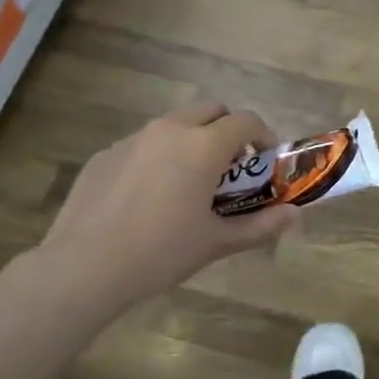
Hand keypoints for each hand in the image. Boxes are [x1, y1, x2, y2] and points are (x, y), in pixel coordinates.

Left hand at [18, 101, 298, 322]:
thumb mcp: (217, 242)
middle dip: (228, 130)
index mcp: (203, 146)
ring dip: (193, 141)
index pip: (246, 121)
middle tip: (231, 167)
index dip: (263, 136)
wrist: (83, 268)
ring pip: (174, 124)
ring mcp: (132, 139)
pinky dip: (159, 157)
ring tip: (189, 183)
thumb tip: (294, 215)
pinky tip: (148, 198)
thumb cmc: (161, 253)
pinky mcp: (104, 155)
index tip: (265, 161)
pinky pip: (143, 144)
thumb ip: (261, 225)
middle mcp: (169, 130)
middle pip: (210, 110)